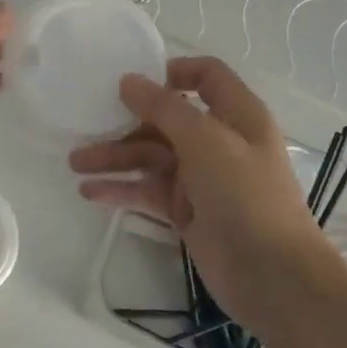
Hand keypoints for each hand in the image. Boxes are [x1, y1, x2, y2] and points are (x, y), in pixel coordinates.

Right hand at [69, 56, 334, 325]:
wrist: (272, 275)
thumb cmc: (245, 195)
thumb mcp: (205, 140)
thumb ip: (163, 107)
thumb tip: (128, 80)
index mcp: (236, 115)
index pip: (206, 76)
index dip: (171, 72)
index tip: (131, 81)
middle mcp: (219, 141)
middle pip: (166, 120)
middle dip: (125, 122)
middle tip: (84, 128)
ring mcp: (201, 178)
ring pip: (151, 157)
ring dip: (114, 158)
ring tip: (75, 165)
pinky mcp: (186, 211)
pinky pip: (148, 191)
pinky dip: (121, 189)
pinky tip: (90, 192)